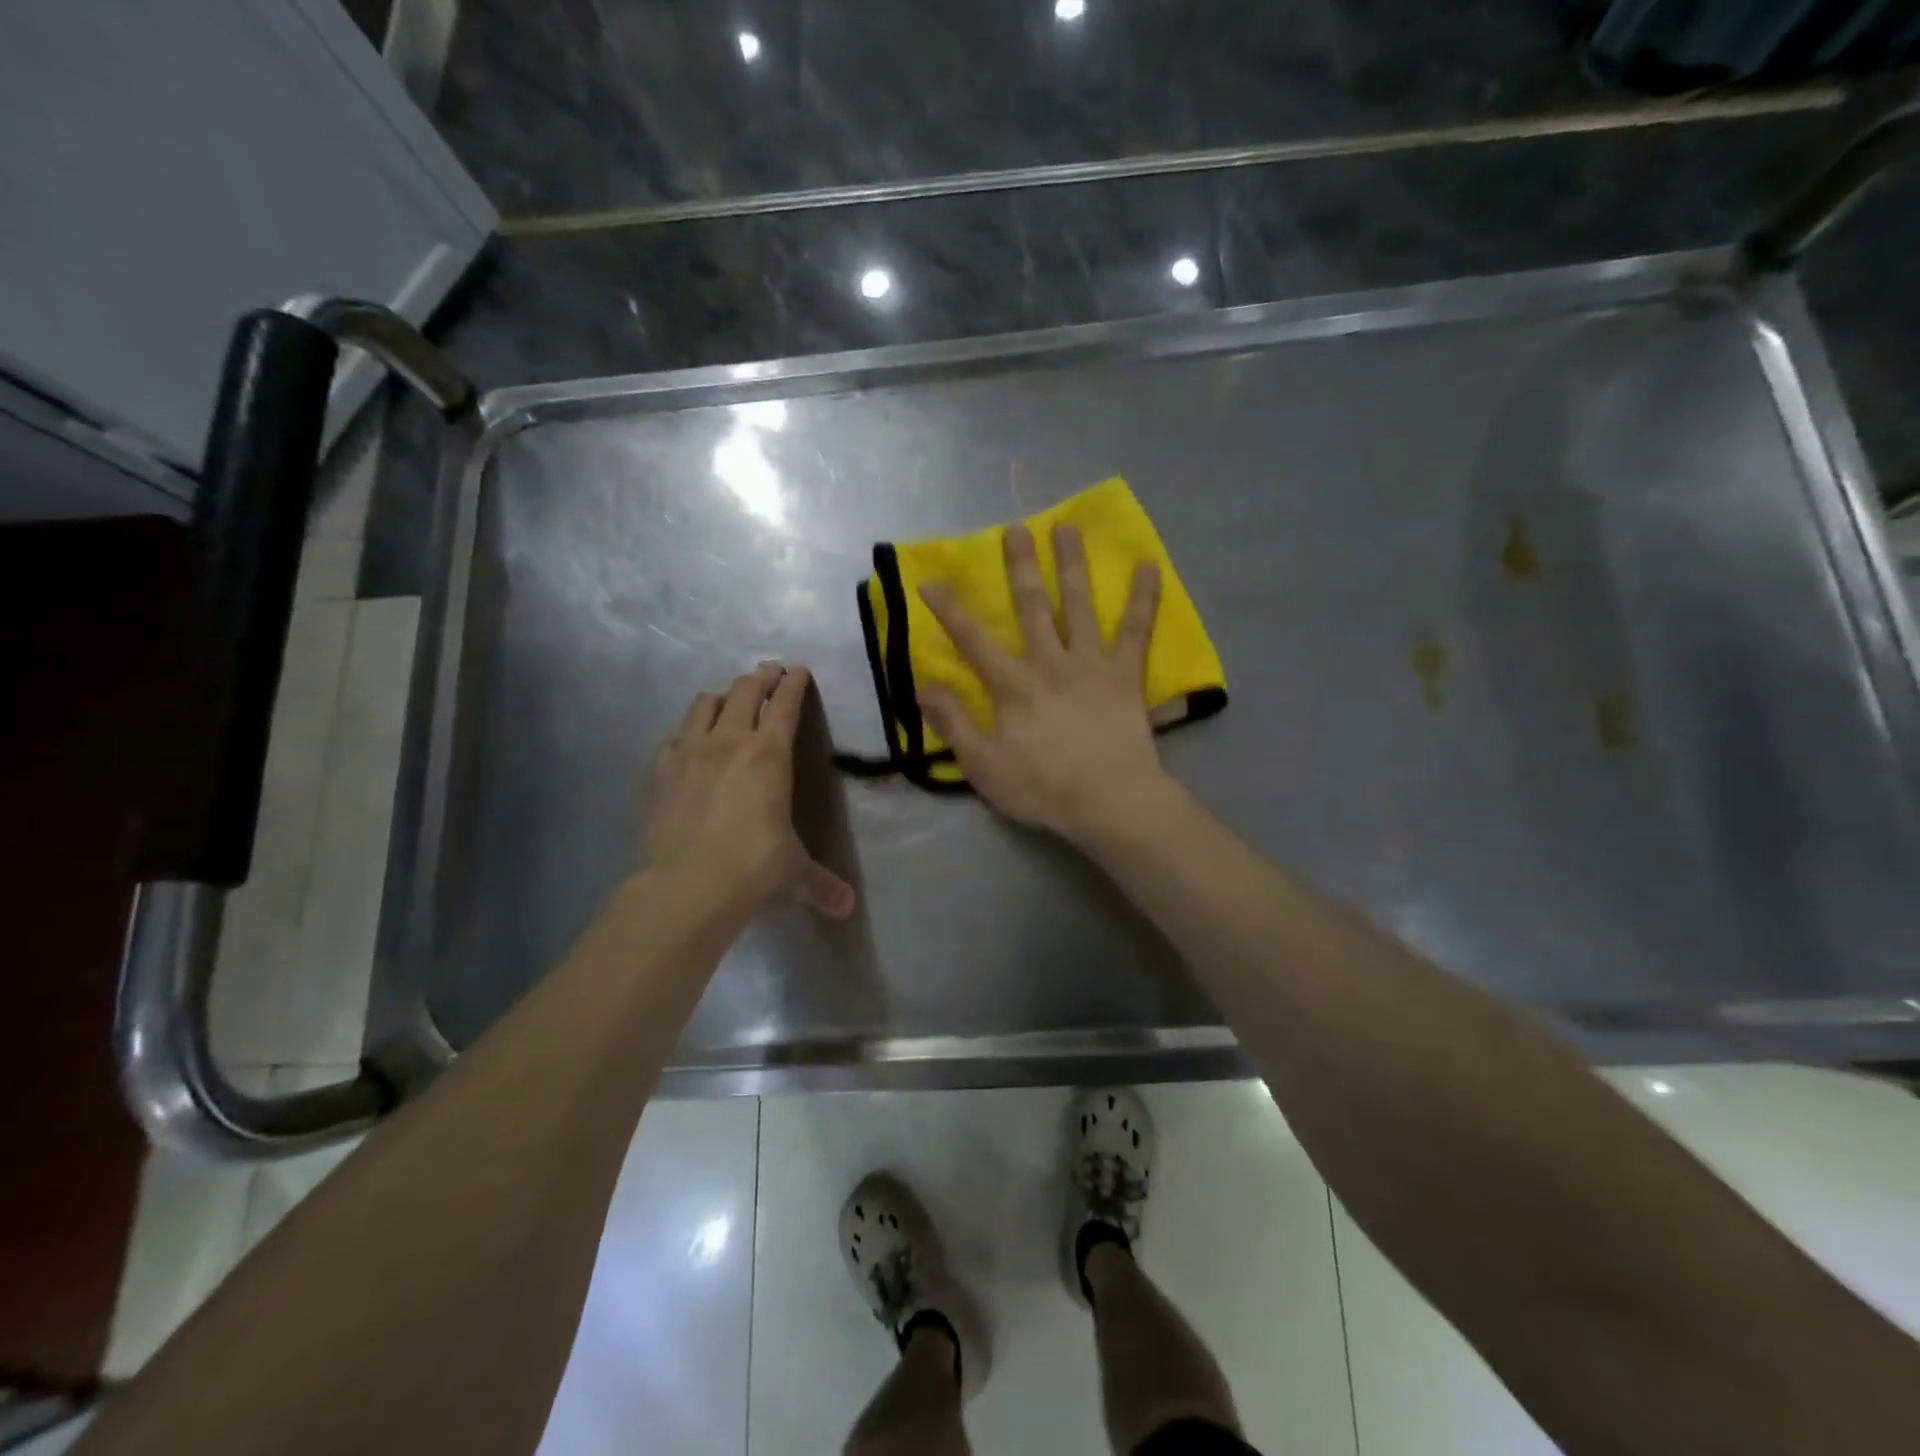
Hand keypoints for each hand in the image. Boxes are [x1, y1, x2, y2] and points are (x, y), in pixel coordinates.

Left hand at [644, 663, 855, 918]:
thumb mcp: (794, 873)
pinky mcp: (659, 769)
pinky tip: (690, 744)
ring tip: (728, 701)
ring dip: (722, 697)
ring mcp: (689, 751)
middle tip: (769, 672)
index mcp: (769, 754)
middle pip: (745, 690)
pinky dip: (688, 732)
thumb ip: (821, 883)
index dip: (794, 684)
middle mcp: (729, 741)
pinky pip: (675, 736)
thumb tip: (846, 907)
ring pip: (705, 703)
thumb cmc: (753, 868)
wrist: (686, 885)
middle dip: (761, 676)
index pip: (785, 704)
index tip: (799, 671)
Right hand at [917, 524, 1173, 844]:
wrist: (1110, 802)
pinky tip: (1149, 567)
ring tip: (1069, 528)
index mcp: (1013, 685)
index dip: (950, 610)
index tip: (931, 579)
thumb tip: (922, 684)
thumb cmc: (1042, 788)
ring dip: (1072, 565)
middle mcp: (1050, 662)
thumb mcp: (983, 765)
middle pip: (1031, 606)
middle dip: (1020, 566)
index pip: (973, 640)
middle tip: (1016, 528)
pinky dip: (1143, 599)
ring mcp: (1091, 664)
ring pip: (1079, 605)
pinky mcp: (1126, 675)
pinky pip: (1136, 631)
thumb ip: (953, 722)